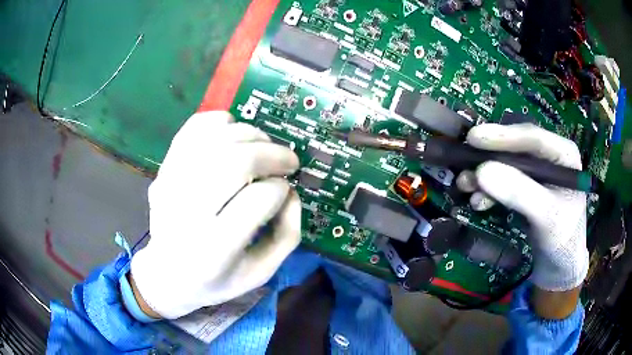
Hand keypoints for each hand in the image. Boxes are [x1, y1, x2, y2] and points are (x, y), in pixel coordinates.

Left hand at [130, 111, 301, 319]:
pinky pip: (192, 129)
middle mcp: (187, 214)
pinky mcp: (163, 170)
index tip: (286, 189)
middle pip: (236, 161)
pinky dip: (218, 121)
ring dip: (250, 134)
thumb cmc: (216, 280)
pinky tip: (233, 130)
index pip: (258, 199)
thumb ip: (286, 234)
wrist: (166, 274)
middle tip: (288, 160)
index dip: (280, 188)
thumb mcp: (260, 273)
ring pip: (216, 140)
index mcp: (214, 250)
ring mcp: (170, 186)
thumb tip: (290, 191)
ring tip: (264, 145)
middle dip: (272, 153)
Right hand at [457, 123, 587, 316]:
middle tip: (464, 160)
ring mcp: (537, 173)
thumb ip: (519, 192)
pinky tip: (478, 201)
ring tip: (465, 185)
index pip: (533, 137)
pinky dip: (489, 191)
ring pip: (506, 165)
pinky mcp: (526, 188)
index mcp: (564, 154)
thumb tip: (481, 171)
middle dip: (490, 157)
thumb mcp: (545, 215)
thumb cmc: (562, 239)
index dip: (503, 136)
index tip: (474, 139)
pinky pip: (503, 182)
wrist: (559, 265)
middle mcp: (549, 157)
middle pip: (516, 148)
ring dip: (485, 175)